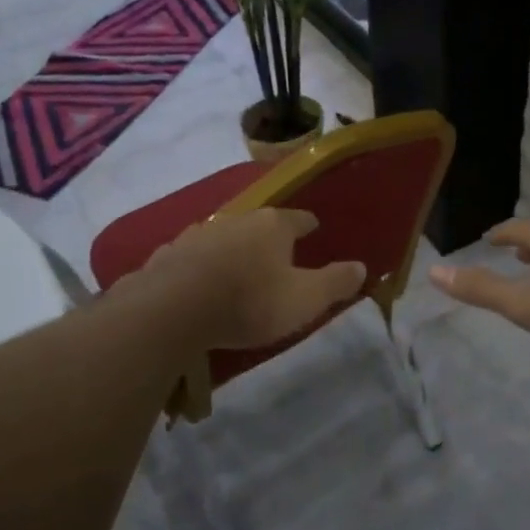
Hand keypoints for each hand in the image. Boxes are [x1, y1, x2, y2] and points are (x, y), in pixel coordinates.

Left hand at [138, 207, 366, 350]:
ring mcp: (198, 234)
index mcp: (272, 225)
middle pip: (259, 224)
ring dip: (232, 248)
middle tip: (278, 254)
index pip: (298, 219)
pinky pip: (191, 256)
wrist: (173, 309)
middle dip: (269, 236)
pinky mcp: (168, 254)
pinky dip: (200, 264)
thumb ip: (335, 282)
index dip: (308, 225)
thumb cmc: (249, 301)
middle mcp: (236, 219)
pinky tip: (198, 278)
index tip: (314, 229)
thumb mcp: (305, 299)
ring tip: (238, 264)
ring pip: (223, 236)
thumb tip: (362, 266)